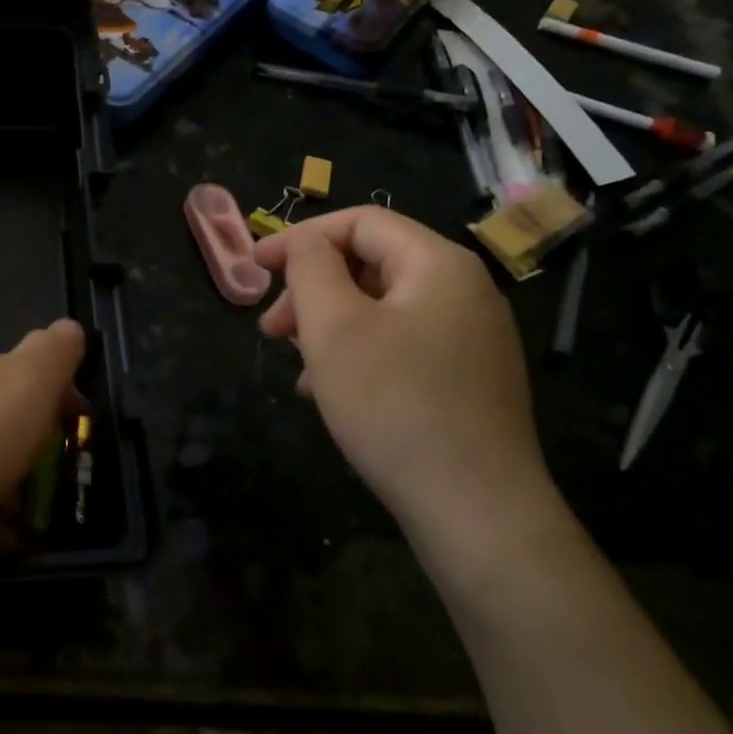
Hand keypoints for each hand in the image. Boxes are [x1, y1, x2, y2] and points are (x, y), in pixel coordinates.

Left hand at [0, 319, 86, 551]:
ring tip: (37, 520)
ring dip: (8, 483)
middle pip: (1, 415)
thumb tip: (69, 326)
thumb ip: (48, 359)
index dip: (62, 398)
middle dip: (35, 443)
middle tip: (63, 481)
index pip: (30, 370)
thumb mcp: (17, 392)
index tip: (83, 433)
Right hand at [254, 208, 560, 554]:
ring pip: (383, 311)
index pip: (361, 222)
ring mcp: (473, 339)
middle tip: (271, 329)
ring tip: (298, 370)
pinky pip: (403, 347)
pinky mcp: (469, 381)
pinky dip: (360, 357)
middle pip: (372, 265)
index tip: (255, 266)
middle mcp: (465, 292)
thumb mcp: (334, 327)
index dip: (301, 238)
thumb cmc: (394, 405)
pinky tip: (334, 394)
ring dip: (330, 328)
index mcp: (439, 264)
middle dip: (312, 290)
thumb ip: (311, 268)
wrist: (477, 511)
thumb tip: (306, 243)